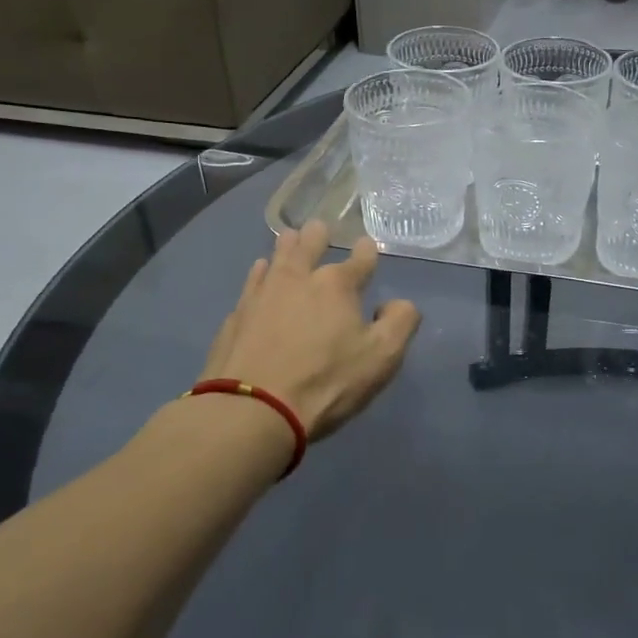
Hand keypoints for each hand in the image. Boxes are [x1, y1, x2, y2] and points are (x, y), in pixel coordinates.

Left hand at [197, 221, 420, 440]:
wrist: (251, 410)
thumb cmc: (326, 382)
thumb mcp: (382, 357)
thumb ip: (400, 322)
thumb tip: (395, 304)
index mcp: (338, 285)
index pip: (360, 259)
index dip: (367, 251)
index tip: (367, 246)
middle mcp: (299, 279)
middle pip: (309, 244)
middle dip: (318, 234)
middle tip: (319, 227)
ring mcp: (262, 295)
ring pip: (276, 257)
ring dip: (287, 246)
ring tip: (289, 237)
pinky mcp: (237, 316)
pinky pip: (252, 282)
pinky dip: (260, 274)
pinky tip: (260, 275)